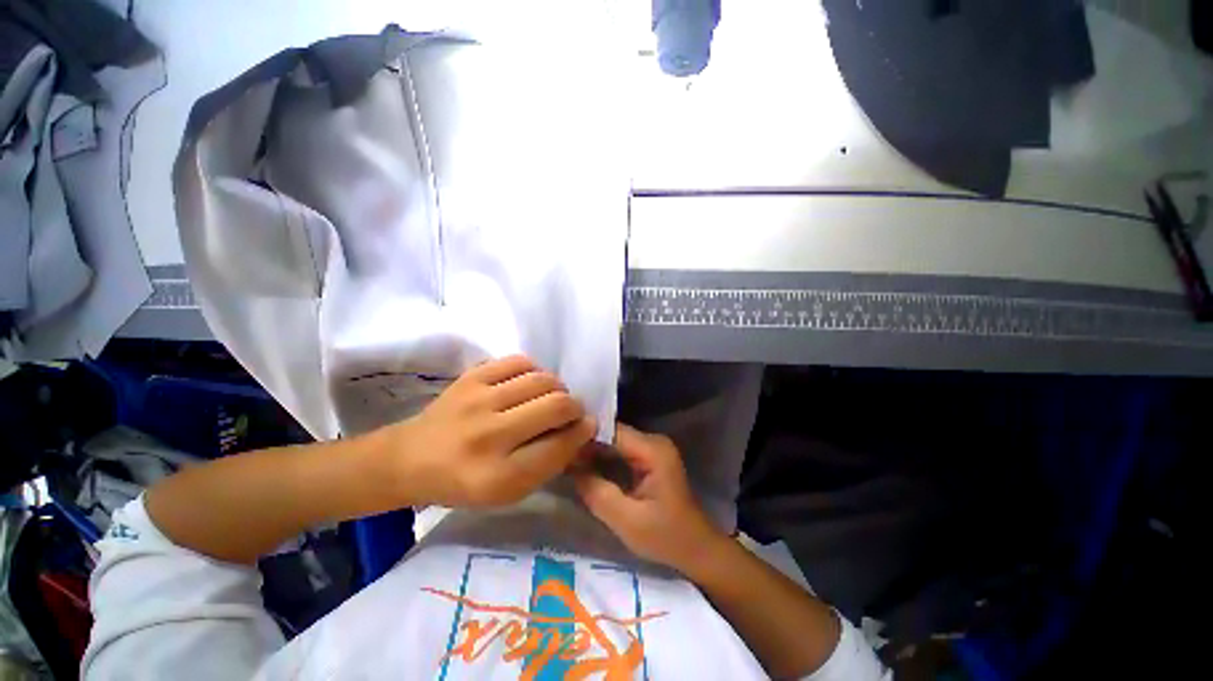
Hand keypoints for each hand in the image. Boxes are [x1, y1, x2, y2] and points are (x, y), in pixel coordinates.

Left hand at [376, 355, 596, 507]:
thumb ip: (549, 463)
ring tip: (551, 397)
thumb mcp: (509, 491)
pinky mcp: (471, 377)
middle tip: (571, 412)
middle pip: (557, 406)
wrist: (412, 457)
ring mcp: (478, 400)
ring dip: (558, 388)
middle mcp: (489, 436)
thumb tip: (582, 429)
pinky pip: (521, 361)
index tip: (587, 427)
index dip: (582, 433)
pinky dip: (535, 371)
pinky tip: (530, 384)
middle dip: (575, 407)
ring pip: (543, 380)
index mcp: (498, 477)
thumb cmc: (465, 481)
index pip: (560, 446)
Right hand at [573, 423, 728, 571]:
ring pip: (614, 441)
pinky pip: (620, 451)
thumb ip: (597, 493)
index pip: (612, 431)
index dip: (585, 436)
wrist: (696, 549)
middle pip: (612, 433)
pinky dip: (602, 458)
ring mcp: (652, 449)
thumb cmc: (666, 537)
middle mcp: (653, 441)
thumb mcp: (627, 521)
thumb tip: (569, 468)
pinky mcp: (649, 459)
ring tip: (565, 459)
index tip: (559, 444)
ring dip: (592, 451)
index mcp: (652, 450)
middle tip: (558, 454)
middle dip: (586, 443)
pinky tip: (583, 466)